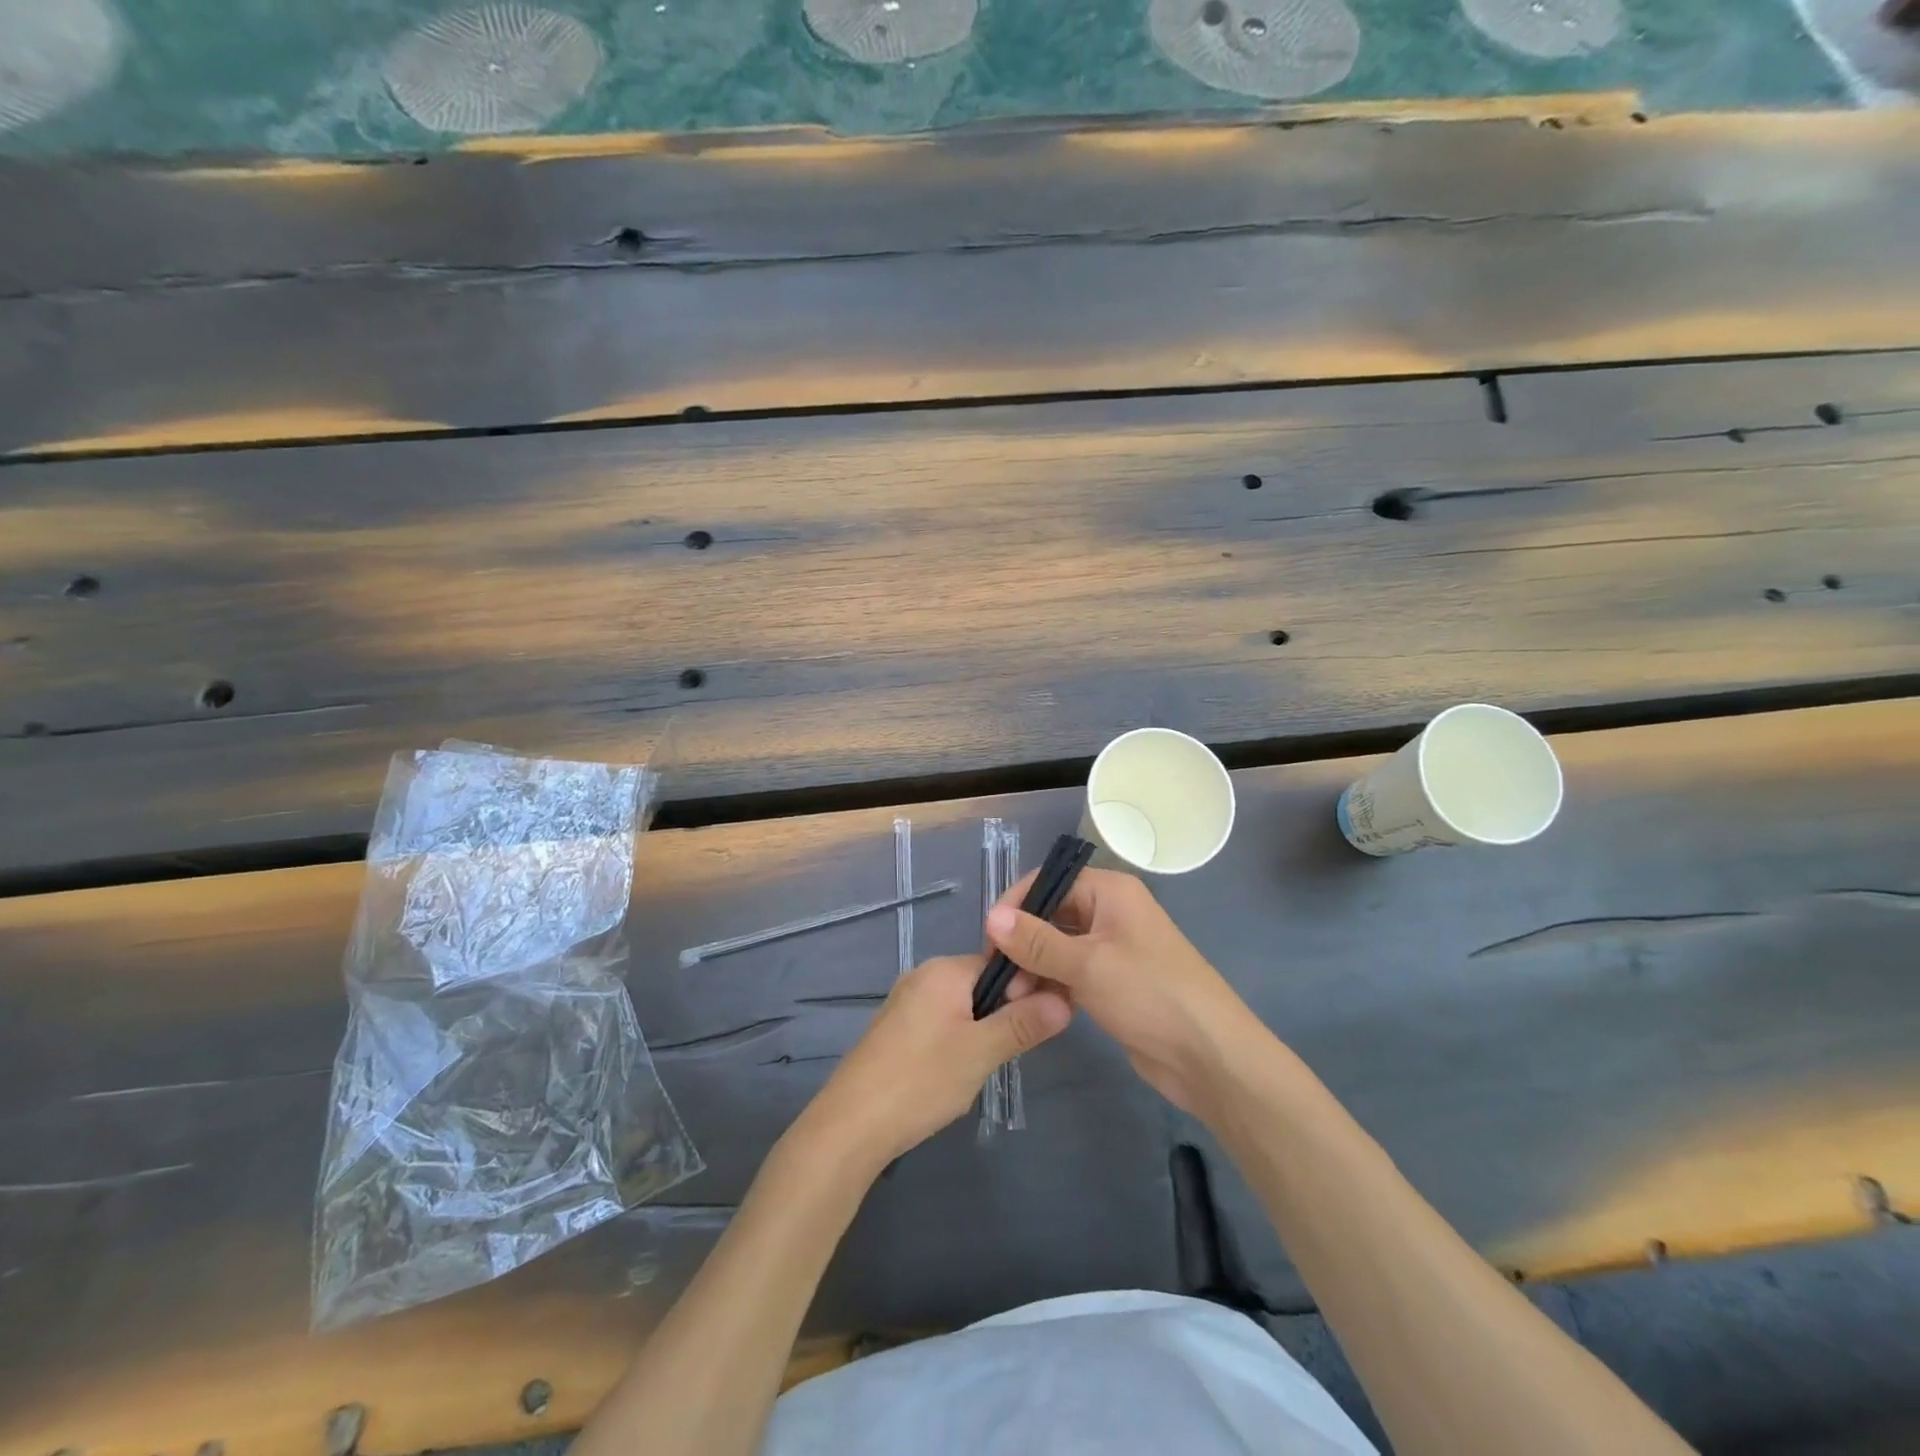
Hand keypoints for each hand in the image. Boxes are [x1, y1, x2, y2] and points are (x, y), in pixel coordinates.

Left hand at [794, 954, 1072, 1172]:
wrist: (850, 1125)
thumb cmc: (920, 1080)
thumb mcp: (981, 1053)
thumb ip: (1023, 1024)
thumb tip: (1065, 1000)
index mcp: (944, 970)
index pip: (1002, 965)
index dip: (1026, 992)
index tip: (1039, 1025)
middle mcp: (923, 976)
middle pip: (982, 985)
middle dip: (1002, 1017)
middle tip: (1004, 1056)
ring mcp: (906, 1002)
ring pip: (963, 1008)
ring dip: (980, 1035)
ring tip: (978, 1071)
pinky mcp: (895, 1030)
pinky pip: (940, 1024)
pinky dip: (955, 1044)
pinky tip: (951, 1077)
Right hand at [985, 868, 1264, 1118]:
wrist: (1209, 1056)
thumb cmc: (1150, 995)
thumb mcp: (1088, 964)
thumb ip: (1036, 940)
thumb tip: (991, 917)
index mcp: (1110, 892)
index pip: (1049, 883)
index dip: (1016, 906)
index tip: (989, 941)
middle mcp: (1111, 912)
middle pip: (1051, 915)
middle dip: (1022, 943)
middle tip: (999, 978)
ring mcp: (1113, 948)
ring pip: (1058, 947)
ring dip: (1033, 968)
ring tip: (1013, 998)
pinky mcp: (1113, 982)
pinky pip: (1071, 972)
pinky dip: (1051, 984)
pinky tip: (1034, 1006)